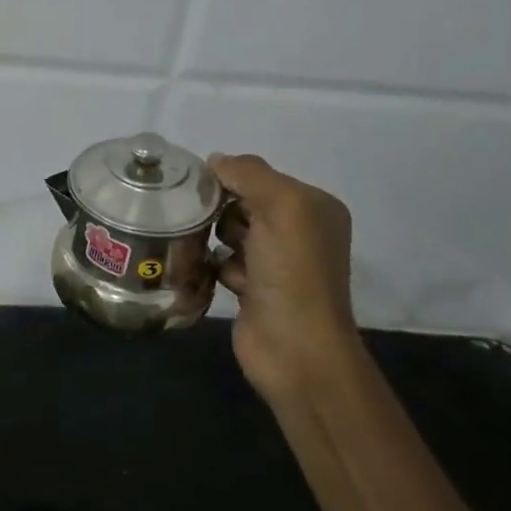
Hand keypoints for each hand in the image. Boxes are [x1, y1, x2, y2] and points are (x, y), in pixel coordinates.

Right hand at [208, 154, 357, 405]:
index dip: (229, 177)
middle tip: (197, 218)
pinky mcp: (252, 287)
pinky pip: (220, 260)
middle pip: (241, 201)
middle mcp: (297, 230)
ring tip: (200, 248)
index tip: (198, 187)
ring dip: (211, 237)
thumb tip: (215, 161)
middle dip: (218, 208)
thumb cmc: (292, 272)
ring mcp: (275, 261)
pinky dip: (211, 265)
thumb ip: (248, 174)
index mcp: (313, 206)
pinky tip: (207, 273)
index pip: (259, 175)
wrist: (295, 349)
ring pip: (227, 231)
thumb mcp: (280, 207)